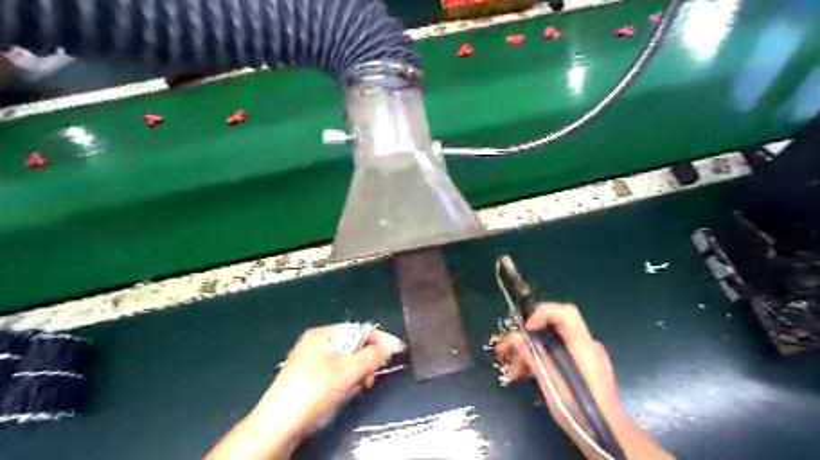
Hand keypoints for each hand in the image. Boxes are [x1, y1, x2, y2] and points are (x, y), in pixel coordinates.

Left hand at [205, 324, 402, 459]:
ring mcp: (311, 364)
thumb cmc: (313, 392)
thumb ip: (372, 356)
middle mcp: (316, 345)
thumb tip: (393, 343)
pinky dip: (345, 385)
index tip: (393, 353)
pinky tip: (343, 396)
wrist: (277, 427)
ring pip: (346, 364)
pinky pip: (336, 376)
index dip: (378, 340)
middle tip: (368, 381)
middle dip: (365, 363)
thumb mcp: (347, 372)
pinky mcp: (309, 382)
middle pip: (353, 347)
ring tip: (355, 391)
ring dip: (356, 376)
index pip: (358, 330)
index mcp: (322, 335)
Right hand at [493, 304, 671, 457]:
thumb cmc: (582, 414)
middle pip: (553, 326)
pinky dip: (540, 358)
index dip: (542, 313)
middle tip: (505, 349)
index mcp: (584, 347)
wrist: (610, 438)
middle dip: (527, 335)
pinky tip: (525, 374)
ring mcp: (585, 354)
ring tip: (513, 371)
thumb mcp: (553, 387)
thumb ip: (535, 359)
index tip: (525, 329)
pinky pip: (557, 351)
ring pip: (551, 340)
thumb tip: (515, 337)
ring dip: (529, 350)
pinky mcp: (582, 364)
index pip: (566, 313)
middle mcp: (587, 345)